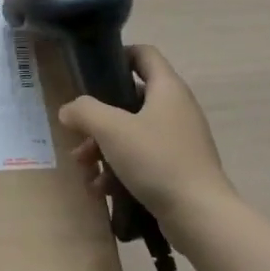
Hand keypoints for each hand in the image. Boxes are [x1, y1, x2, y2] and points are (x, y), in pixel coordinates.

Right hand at [59, 46, 234, 220]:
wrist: (200, 216)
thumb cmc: (156, 160)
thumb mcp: (112, 129)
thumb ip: (85, 111)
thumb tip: (68, 110)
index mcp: (167, 89)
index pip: (144, 54)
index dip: (117, 55)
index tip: (90, 73)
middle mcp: (176, 109)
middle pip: (129, 99)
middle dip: (98, 119)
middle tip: (77, 136)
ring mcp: (179, 140)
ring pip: (132, 133)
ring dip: (103, 148)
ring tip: (85, 170)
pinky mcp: (178, 168)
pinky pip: (142, 159)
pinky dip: (120, 169)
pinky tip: (103, 190)